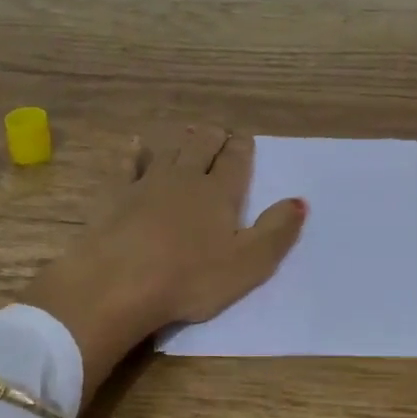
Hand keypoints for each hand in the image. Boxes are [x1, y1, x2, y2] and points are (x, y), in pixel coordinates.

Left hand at [20, 127, 305, 406]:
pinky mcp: (116, 196)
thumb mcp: (249, 263)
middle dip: (214, 137)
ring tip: (190, 132)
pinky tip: (136, 145)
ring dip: (183, 140)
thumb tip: (300, 200)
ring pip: (170, 152)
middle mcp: (186, 178)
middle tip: (220, 132)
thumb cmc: (190, 278)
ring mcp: (147, 184)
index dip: (243, 148)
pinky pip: (128, 166)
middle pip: (202, 147)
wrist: (118, 285)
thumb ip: (277, 231)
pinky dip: (135, 153)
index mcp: (219, 193)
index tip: (245, 139)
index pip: (236, 161)